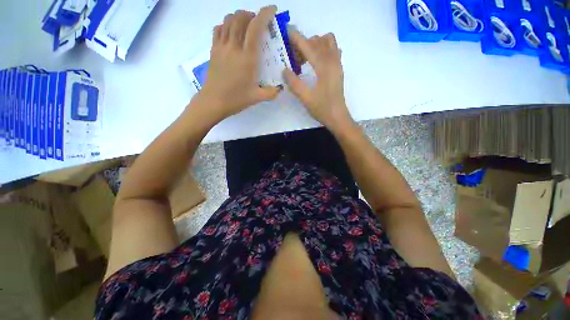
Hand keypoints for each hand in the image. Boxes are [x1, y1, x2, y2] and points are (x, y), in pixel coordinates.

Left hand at [197, 6, 280, 121]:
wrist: (213, 102)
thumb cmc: (236, 99)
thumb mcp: (257, 98)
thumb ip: (271, 93)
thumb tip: (280, 89)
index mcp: (247, 58)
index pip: (255, 27)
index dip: (265, 14)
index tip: (272, 10)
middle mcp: (234, 47)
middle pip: (240, 18)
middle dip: (251, 14)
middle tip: (258, 23)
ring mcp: (221, 47)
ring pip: (228, 20)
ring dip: (238, 17)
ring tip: (245, 26)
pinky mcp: (213, 50)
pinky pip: (218, 29)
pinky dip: (225, 25)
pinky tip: (230, 33)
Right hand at [283, 31, 354, 131]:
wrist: (338, 117)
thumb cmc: (322, 109)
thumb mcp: (305, 98)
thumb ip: (294, 83)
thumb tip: (284, 70)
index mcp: (324, 67)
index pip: (309, 47)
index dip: (297, 38)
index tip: (287, 32)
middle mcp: (332, 61)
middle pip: (319, 41)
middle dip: (305, 43)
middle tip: (294, 57)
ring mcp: (337, 65)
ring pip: (328, 43)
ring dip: (315, 44)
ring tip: (305, 58)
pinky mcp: (338, 70)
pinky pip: (333, 51)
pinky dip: (323, 50)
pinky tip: (316, 63)